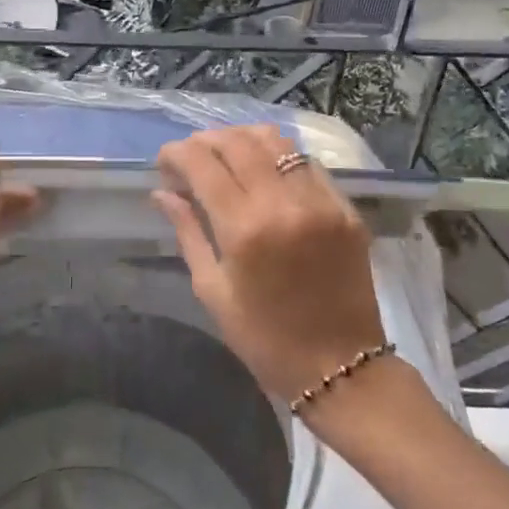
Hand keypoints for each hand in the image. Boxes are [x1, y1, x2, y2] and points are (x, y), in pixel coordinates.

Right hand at [153, 124, 385, 401]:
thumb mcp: (212, 290)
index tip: (164, 163)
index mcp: (245, 229)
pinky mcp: (345, 208)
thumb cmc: (264, 339)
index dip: (177, 154)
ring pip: (276, 142)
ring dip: (242, 140)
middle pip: (238, 143)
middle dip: (206, 141)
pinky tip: (264, 172)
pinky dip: (277, 157)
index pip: (203, 164)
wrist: (341, 367)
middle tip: (190, 158)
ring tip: (225, 157)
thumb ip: (188, 232)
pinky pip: (306, 163)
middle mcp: (285, 203)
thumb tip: (162, 194)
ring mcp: (321, 201)